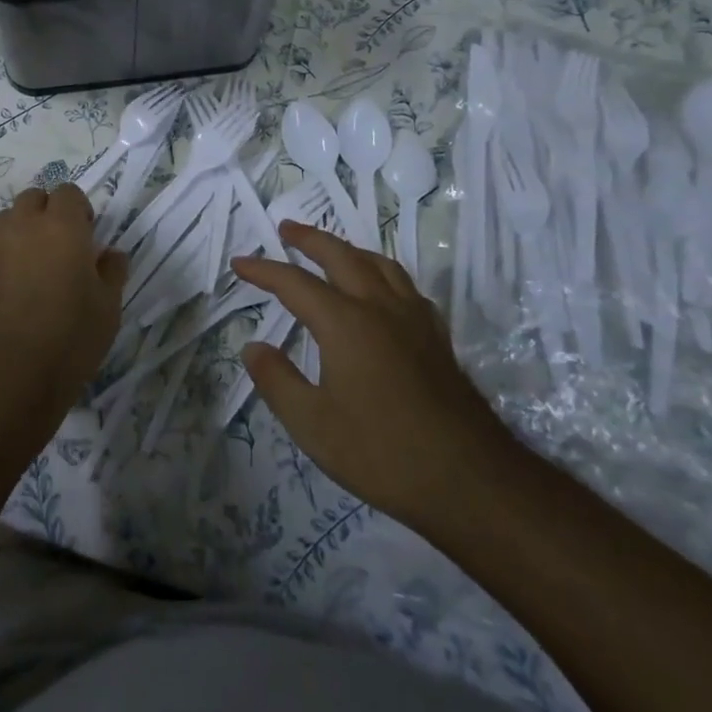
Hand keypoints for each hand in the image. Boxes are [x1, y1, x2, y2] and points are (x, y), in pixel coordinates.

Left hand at [0, 184, 127, 439]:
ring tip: (36, 265)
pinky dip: (5, 259)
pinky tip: (15, 292)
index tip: (88, 235)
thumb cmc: (69, 337)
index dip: (79, 209)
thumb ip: (112, 272)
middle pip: (33, 198)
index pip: (68, 192)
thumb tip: (111, 254)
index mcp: (61, 226)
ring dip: (23, 230)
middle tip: (62, 246)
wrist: (6, 375)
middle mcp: (23, 227)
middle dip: (47, 212)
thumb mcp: (108, 308)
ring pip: (7, 220)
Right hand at [232, 223, 519, 527]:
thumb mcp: (313, 425)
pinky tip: (382, 290)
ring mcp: (414, 320)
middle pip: (341, 256)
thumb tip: (253, 347)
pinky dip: (382, 273)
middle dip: (310, 239)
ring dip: (348, 249)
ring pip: (379, 264)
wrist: (471, 482)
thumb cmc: (382, 454)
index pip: (294, 283)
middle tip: (286, 229)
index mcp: (345, 323)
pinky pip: (405, 286)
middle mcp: (380, 308)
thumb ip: (277, 381)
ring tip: (332, 250)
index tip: (240, 263)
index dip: (263, 270)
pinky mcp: (437, 338)